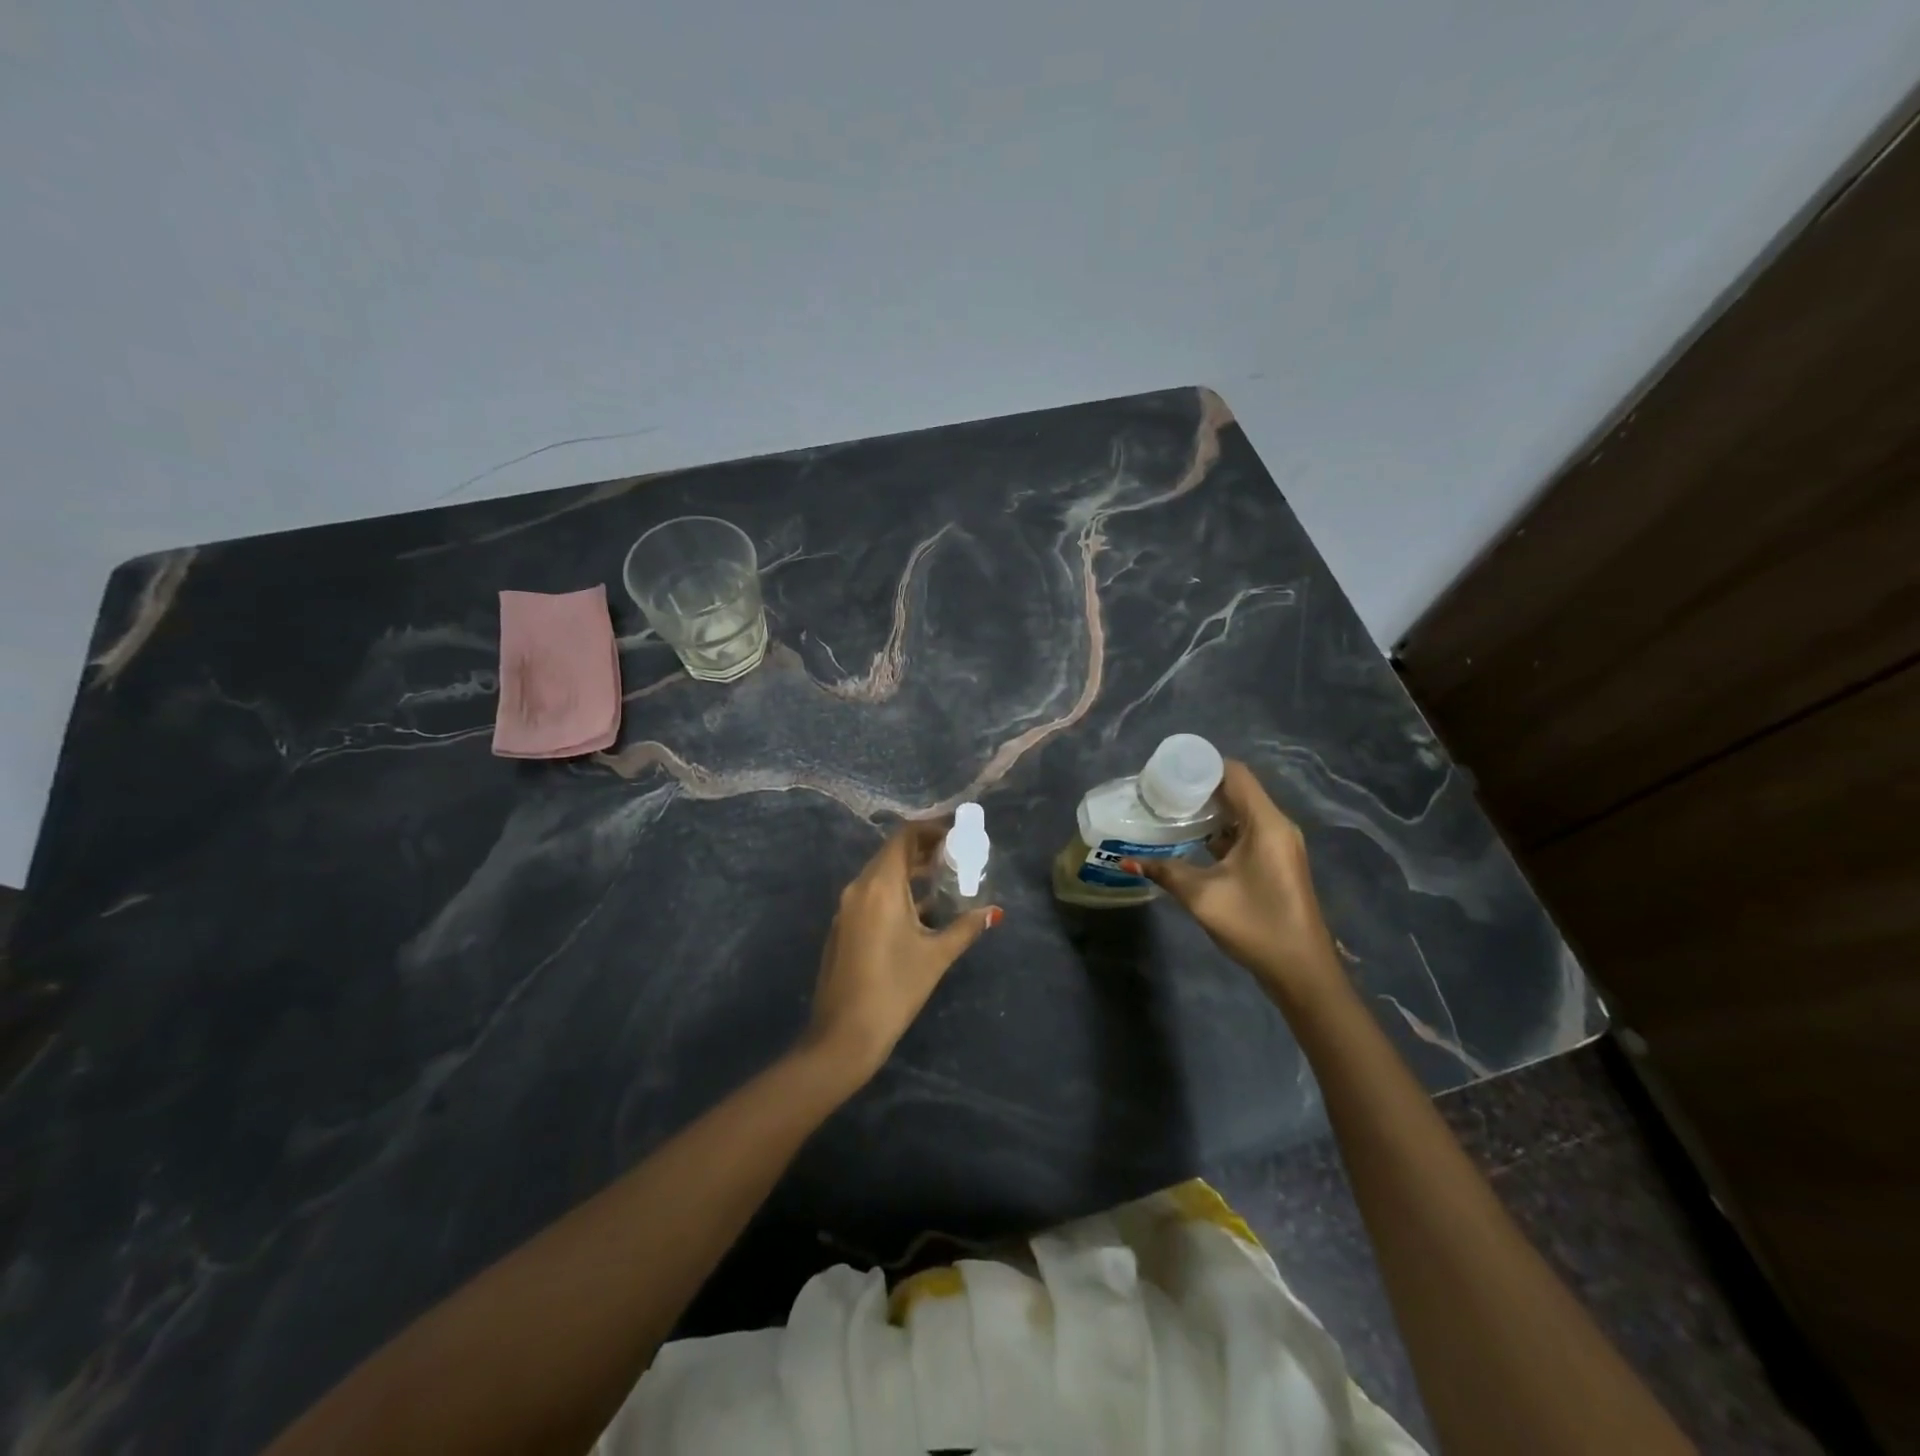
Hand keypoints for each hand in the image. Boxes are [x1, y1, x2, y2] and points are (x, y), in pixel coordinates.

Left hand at [805, 821, 1001, 1080]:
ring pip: (881, 875)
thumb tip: (992, 912)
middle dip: (924, 850)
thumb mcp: (936, 956)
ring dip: (910, 872)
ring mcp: (846, 908)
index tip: (958, 836)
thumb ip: (965, 928)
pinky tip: (919, 911)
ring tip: (944, 880)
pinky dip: (896, 891)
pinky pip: (871, 895)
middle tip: (958, 857)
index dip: (931, 830)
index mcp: (880, 886)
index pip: (904, 837)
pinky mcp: (843, 927)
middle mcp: (859, 888)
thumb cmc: (894, 989)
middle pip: (892, 853)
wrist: (843, 1035)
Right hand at [1127, 760, 1343, 1005]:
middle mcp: (1276, 826)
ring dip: (1209, 810)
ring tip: (1170, 811)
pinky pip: (1246, 831)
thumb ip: (1165, 872)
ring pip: (1241, 812)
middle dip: (1199, 787)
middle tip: (1161, 792)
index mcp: (1265, 823)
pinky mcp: (1275, 861)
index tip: (1167, 771)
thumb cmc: (1255, 925)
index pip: (1234, 773)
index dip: (1201, 766)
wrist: (1301, 971)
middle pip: (1237, 789)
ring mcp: (1278, 844)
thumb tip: (1127, 860)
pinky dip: (1220, 830)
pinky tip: (1191, 839)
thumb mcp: (1203, 896)